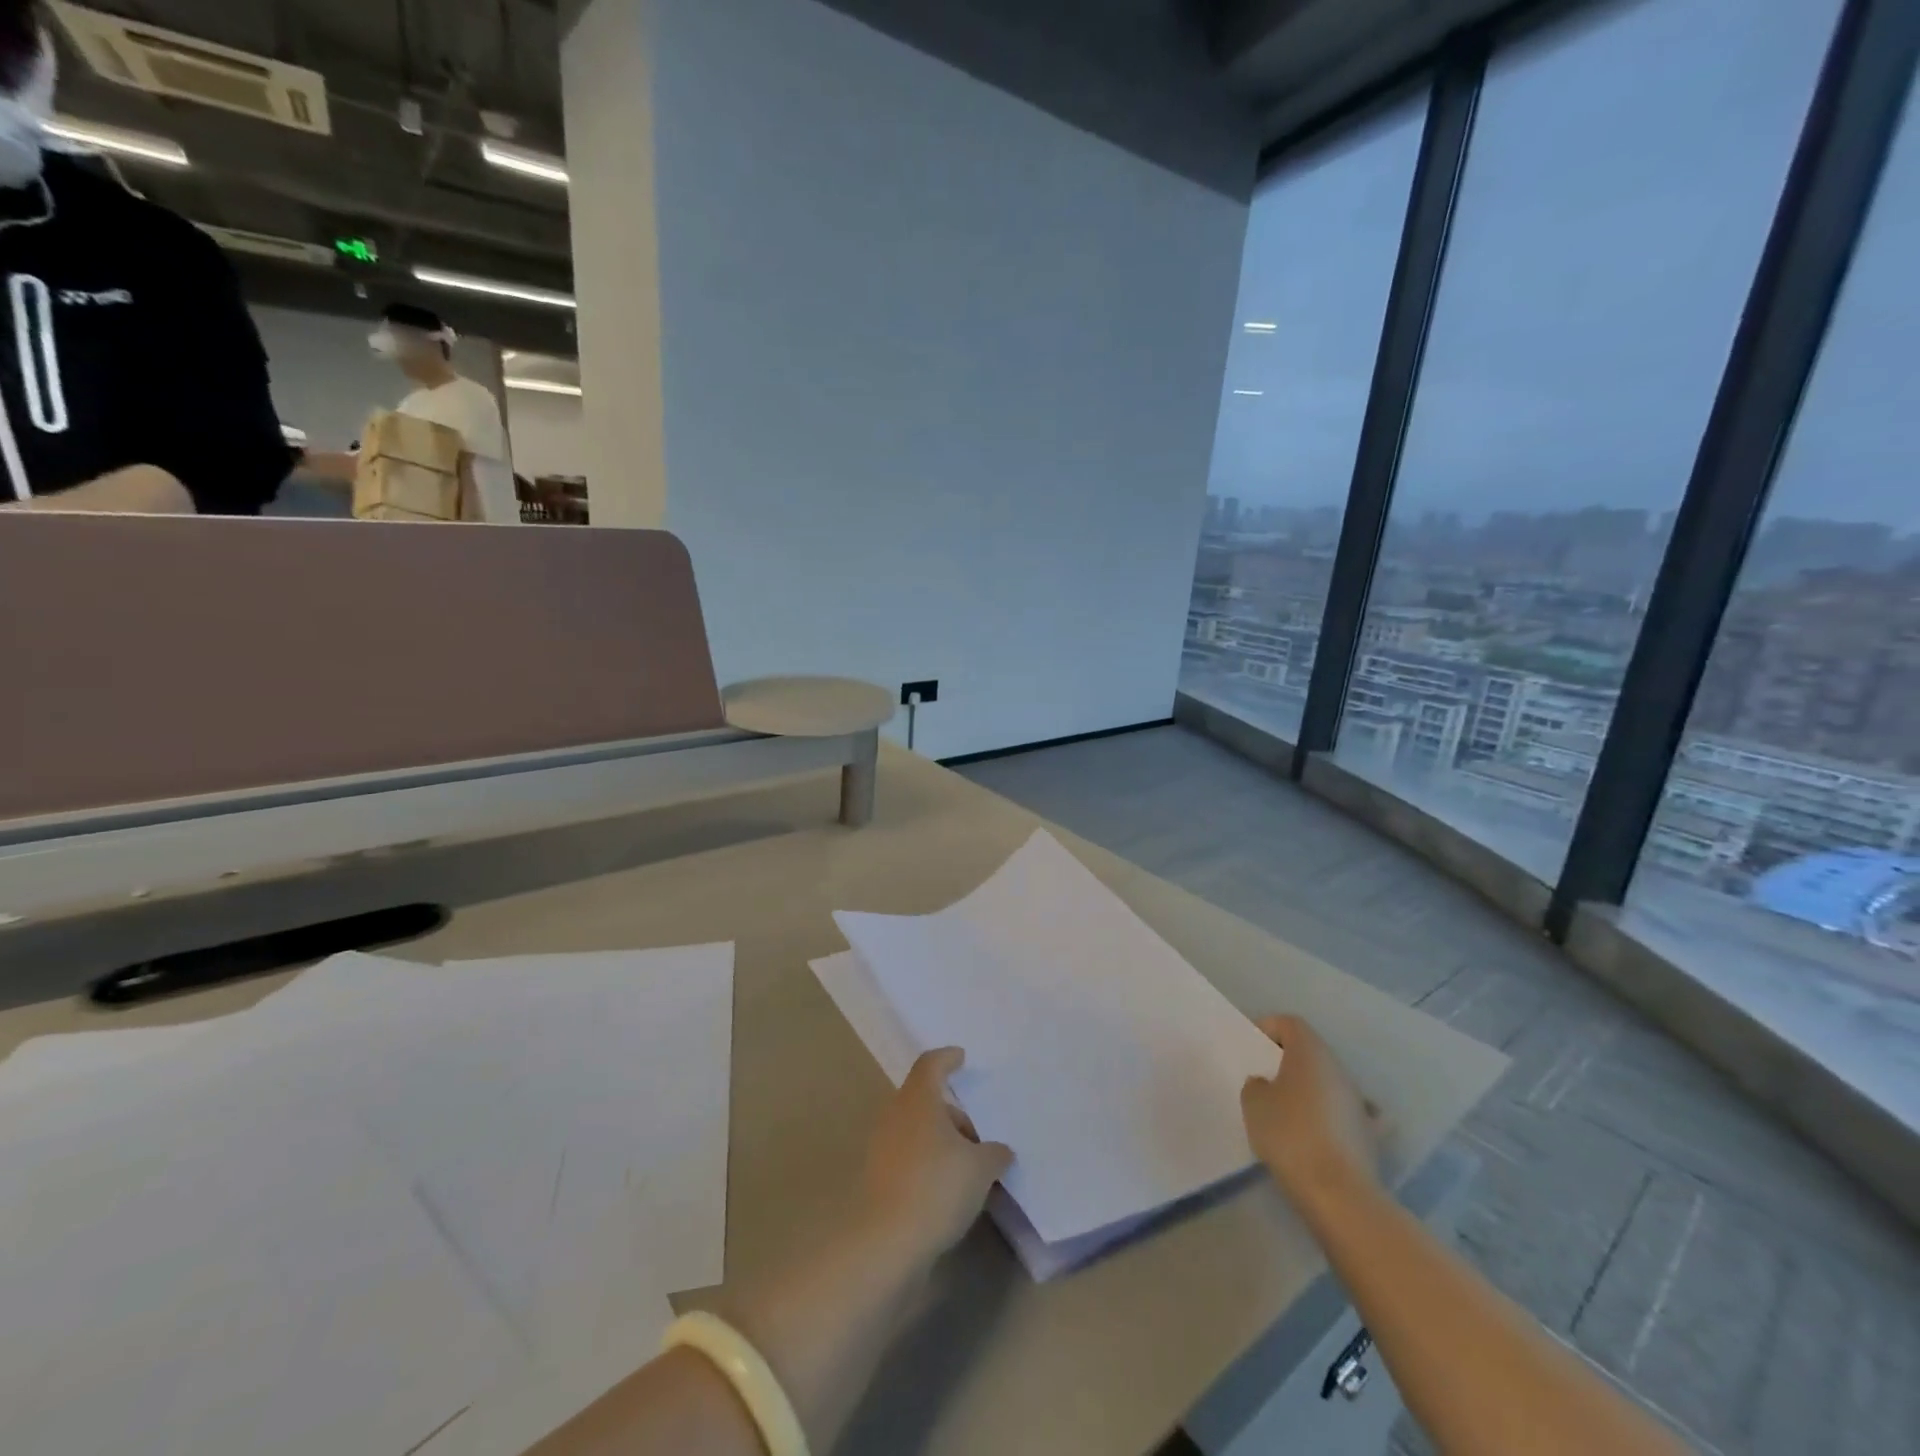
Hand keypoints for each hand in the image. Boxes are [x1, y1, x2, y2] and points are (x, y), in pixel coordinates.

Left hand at [859, 1048, 1011, 1268]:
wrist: (886, 1242)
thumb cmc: (937, 1187)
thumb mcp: (980, 1169)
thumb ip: (994, 1153)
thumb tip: (1000, 1151)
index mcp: (918, 1099)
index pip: (931, 1064)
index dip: (947, 1058)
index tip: (961, 1058)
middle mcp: (896, 1115)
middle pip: (925, 1100)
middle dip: (952, 1113)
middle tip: (979, 1137)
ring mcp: (883, 1147)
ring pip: (917, 1129)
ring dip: (941, 1140)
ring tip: (970, 1168)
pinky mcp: (879, 1178)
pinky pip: (909, 1156)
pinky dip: (929, 1162)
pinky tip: (949, 1189)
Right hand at [1241, 1015, 1382, 1204]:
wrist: (1339, 1195)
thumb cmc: (1290, 1135)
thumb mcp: (1254, 1103)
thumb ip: (1256, 1084)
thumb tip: (1266, 1084)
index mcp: (1311, 1053)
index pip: (1290, 1024)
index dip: (1269, 1028)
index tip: (1252, 1048)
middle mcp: (1339, 1070)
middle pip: (1311, 1051)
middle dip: (1287, 1060)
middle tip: (1263, 1078)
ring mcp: (1359, 1102)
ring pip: (1327, 1082)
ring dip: (1307, 1089)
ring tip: (1284, 1111)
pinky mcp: (1368, 1134)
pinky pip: (1343, 1113)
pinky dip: (1329, 1116)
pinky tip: (1317, 1133)